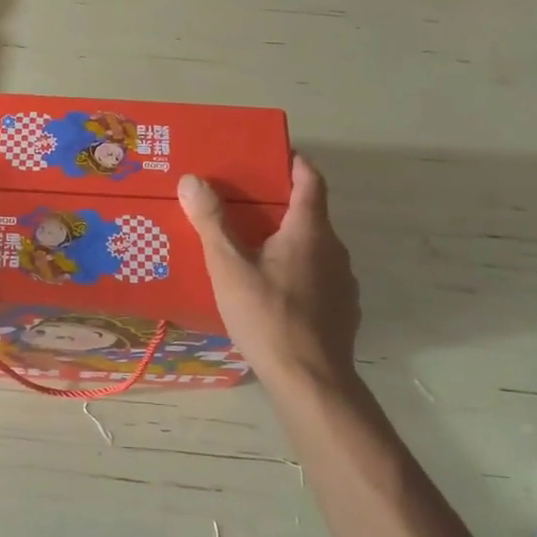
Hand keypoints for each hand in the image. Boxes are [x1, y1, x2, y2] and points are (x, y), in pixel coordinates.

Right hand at [179, 155, 358, 386]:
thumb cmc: (268, 317)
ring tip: (253, 251)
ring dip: (288, 242)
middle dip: (280, 205)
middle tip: (243, 206)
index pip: (311, 180)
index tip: (272, 154)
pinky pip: (318, 278)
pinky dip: (297, 273)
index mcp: (310, 231)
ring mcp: (343, 283)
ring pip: (313, 249)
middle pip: (310, 214)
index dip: (294, 162)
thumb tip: (192, 179)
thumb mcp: (229, 267)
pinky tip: (272, 293)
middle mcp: (334, 250)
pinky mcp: (343, 311)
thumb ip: (211, 222)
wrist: (312, 382)